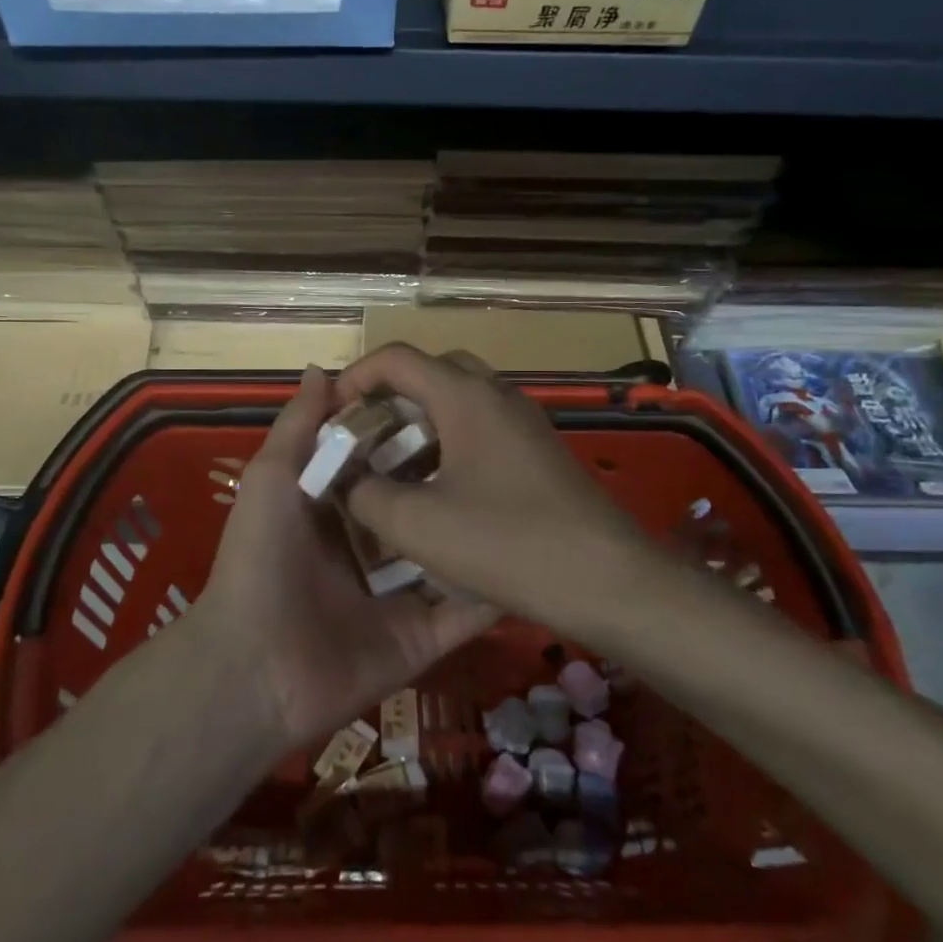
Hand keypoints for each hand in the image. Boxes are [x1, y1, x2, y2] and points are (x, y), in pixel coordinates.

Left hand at [189, 366, 497, 750]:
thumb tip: (324, 369)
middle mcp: (372, 551)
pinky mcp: (422, 639)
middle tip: (508, 451)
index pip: (387, 468)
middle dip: (456, 484)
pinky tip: (535, 562)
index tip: (455, 406)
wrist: (255, 665)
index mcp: (337, 512)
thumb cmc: (260, 559)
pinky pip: (464, 613)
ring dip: (483, 535)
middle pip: (424, 512)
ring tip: (534, 500)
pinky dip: (494, 593)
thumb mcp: (271, 478)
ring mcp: (400, 597)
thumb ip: (298, 427)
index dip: (414, 438)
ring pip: (450, 559)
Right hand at [337, 345, 652, 621]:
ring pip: (459, 402)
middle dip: (390, 398)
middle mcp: (497, 396)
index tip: (332, 417)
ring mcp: (524, 424)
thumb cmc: (509, 544)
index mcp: (465, 396)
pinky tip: (438, 493)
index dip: (355, 378)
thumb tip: (346, 482)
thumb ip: (366, 495)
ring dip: (420, 424)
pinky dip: (449, 446)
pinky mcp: (539, 454)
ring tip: (393, 468)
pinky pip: (482, 430)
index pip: (397, 358)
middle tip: (365, 437)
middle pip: (431, 372)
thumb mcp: (418, 525)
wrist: (610, 582)